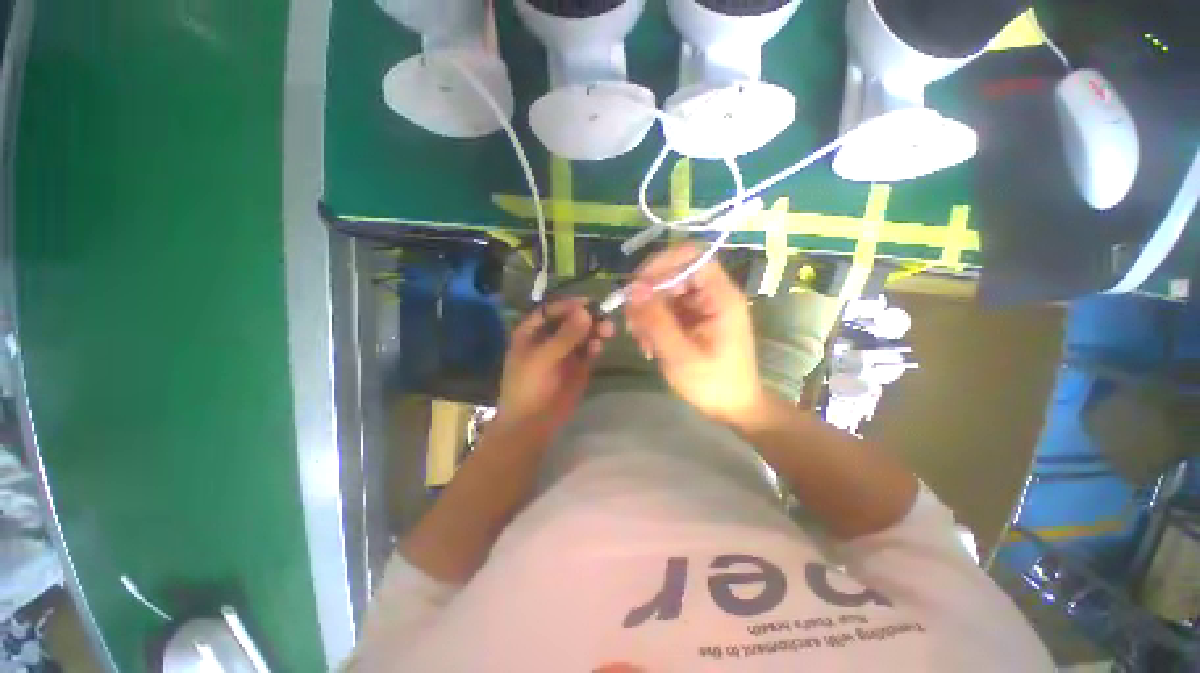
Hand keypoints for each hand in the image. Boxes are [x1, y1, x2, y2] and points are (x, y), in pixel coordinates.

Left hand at [495, 297, 613, 440]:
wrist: (533, 423)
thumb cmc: (529, 387)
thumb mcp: (543, 358)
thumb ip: (565, 335)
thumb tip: (586, 311)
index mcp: (532, 332)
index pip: (551, 310)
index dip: (569, 305)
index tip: (588, 303)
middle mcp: (550, 338)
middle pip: (570, 320)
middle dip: (587, 317)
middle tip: (603, 317)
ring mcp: (565, 352)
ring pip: (583, 334)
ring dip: (595, 330)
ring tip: (607, 330)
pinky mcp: (579, 366)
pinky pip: (589, 350)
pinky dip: (594, 346)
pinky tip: (597, 347)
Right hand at [625, 246, 763, 424]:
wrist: (733, 407)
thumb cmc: (713, 384)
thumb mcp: (680, 355)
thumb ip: (656, 320)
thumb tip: (632, 289)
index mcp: (721, 296)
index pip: (691, 256)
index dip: (661, 264)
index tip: (636, 287)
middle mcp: (712, 293)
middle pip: (673, 273)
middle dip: (647, 295)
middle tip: (631, 323)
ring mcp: (702, 305)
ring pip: (665, 291)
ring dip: (646, 312)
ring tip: (641, 340)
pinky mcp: (692, 318)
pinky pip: (665, 308)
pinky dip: (652, 322)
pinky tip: (648, 345)